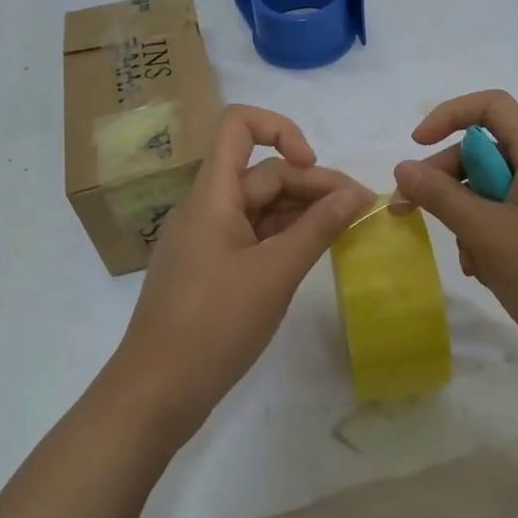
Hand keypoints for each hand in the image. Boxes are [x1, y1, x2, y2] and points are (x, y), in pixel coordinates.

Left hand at [110, 105, 371, 439]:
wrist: (156, 392)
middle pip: (262, 172)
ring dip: (303, 211)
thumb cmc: (214, 324)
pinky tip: (315, 252)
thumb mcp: (275, 273)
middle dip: (311, 183)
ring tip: (348, 230)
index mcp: (212, 193)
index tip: (313, 166)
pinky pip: (253, 235)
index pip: (239, 125)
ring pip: (261, 205)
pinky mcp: (212, 267)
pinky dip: (285, 237)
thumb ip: (318, 229)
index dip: (281, 130)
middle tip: (360, 209)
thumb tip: (357, 194)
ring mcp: (208, 238)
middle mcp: (207, 206)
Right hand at [392, 91, 517, 394]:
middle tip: (407, 208)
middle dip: (445, 178)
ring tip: (469, 259)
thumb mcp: (486, 233)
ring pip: (492, 191)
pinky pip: (507, 219)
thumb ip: (440, 196)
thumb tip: (403, 168)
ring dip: (466, 217)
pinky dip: (487, 238)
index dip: (450, 115)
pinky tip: (485, 271)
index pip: (492, 107)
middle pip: (484, 152)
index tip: (417, 145)